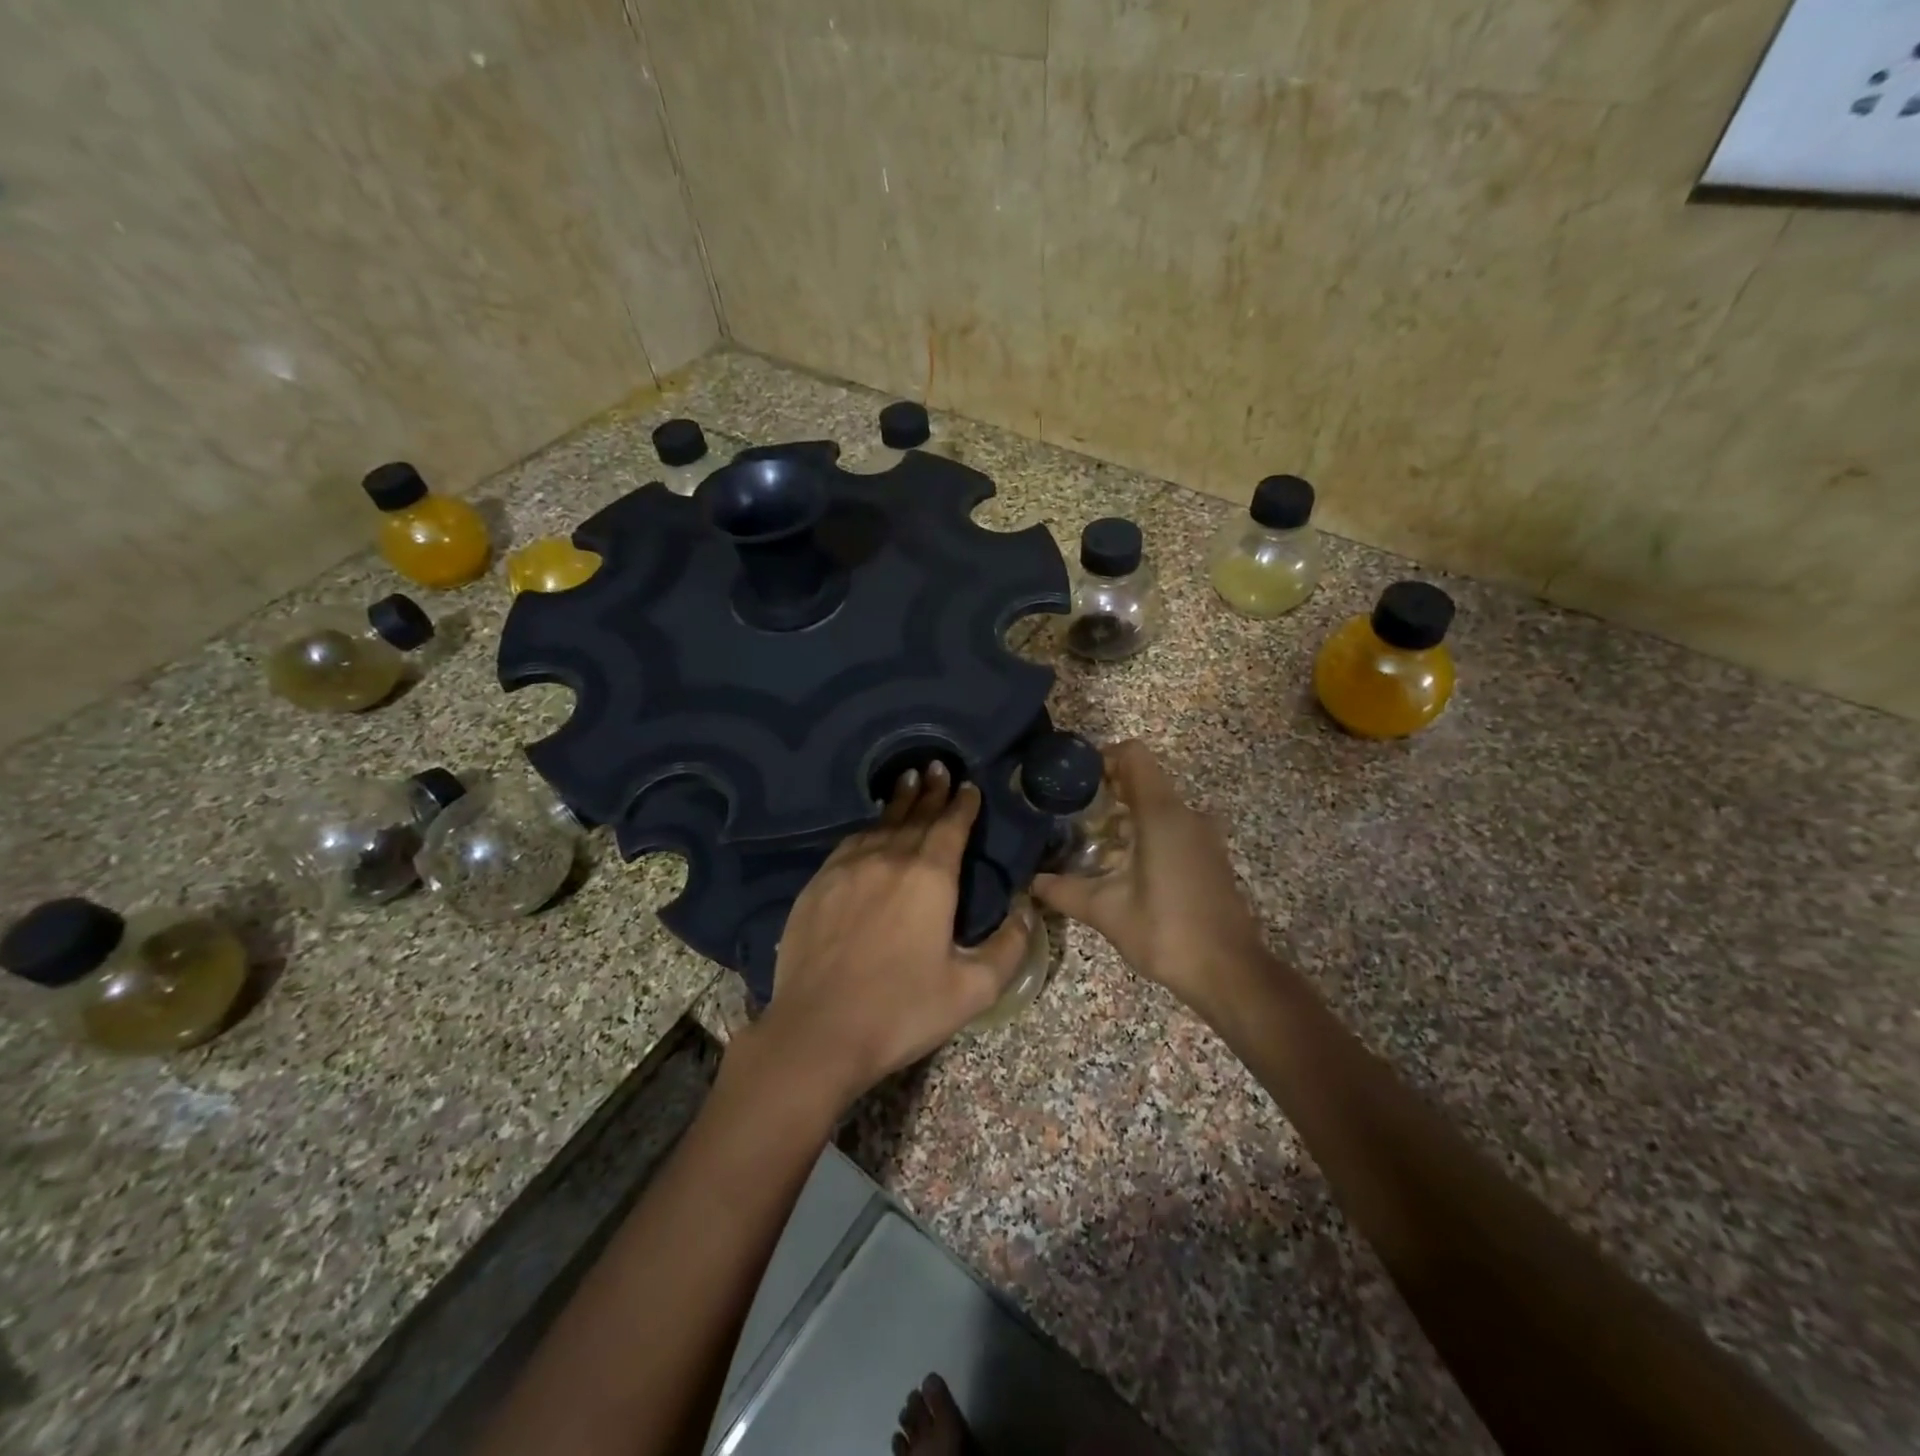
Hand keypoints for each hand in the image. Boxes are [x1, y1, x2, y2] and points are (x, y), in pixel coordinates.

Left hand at [749, 763, 1031, 1106]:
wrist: (818, 1031)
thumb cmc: (902, 1011)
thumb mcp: (973, 989)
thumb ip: (1009, 947)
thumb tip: (1027, 910)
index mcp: (930, 877)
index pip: (951, 826)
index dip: (963, 804)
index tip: (969, 786)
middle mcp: (889, 859)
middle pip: (916, 816)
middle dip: (932, 791)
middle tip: (939, 767)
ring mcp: (848, 868)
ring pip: (880, 823)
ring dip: (900, 801)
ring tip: (909, 780)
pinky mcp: (818, 883)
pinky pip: (850, 843)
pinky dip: (868, 827)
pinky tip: (870, 827)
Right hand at [1032, 740, 1263, 1017]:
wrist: (1229, 972)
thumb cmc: (1167, 932)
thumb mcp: (1106, 911)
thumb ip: (1064, 890)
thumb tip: (1030, 882)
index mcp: (1162, 814)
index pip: (1133, 756)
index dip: (1101, 758)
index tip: (1073, 781)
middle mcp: (1186, 814)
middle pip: (1142, 779)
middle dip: (1105, 791)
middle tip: (1070, 814)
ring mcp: (1202, 835)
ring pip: (1157, 805)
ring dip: (1124, 815)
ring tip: (1089, 841)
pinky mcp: (1208, 856)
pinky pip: (1171, 826)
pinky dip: (1144, 832)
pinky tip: (1120, 865)